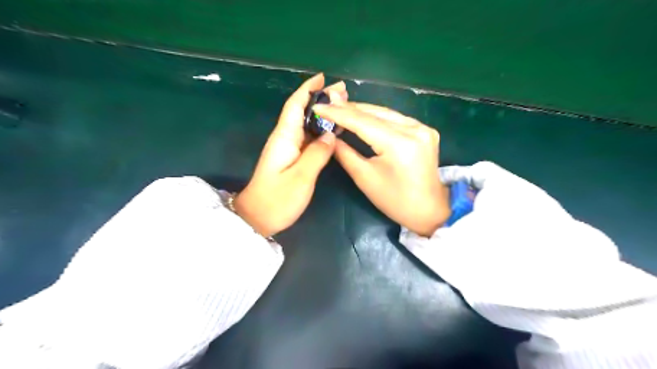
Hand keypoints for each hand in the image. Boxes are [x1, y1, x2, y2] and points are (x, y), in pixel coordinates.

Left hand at [235, 73, 348, 237]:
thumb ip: (317, 154)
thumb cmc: (277, 199)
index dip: (308, 89)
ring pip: (306, 124)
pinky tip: (332, 131)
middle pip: (302, 111)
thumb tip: (331, 134)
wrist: (257, 218)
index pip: (295, 105)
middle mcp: (285, 138)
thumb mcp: (301, 177)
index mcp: (284, 137)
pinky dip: (320, 130)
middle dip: (320, 98)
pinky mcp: (290, 159)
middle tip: (343, 91)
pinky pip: (307, 138)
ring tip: (343, 106)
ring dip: (322, 113)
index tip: (323, 77)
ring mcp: (287, 149)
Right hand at [314, 102, 452, 234]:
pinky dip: (378, 117)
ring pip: (386, 113)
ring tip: (340, 107)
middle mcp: (414, 129)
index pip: (363, 122)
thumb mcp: (365, 178)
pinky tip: (363, 116)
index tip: (319, 106)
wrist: (429, 210)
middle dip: (349, 108)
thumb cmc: (395, 201)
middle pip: (375, 113)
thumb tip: (329, 135)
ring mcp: (423, 128)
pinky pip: (396, 119)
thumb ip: (345, 153)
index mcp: (399, 144)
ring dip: (363, 111)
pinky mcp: (425, 130)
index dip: (338, 113)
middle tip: (327, 103)